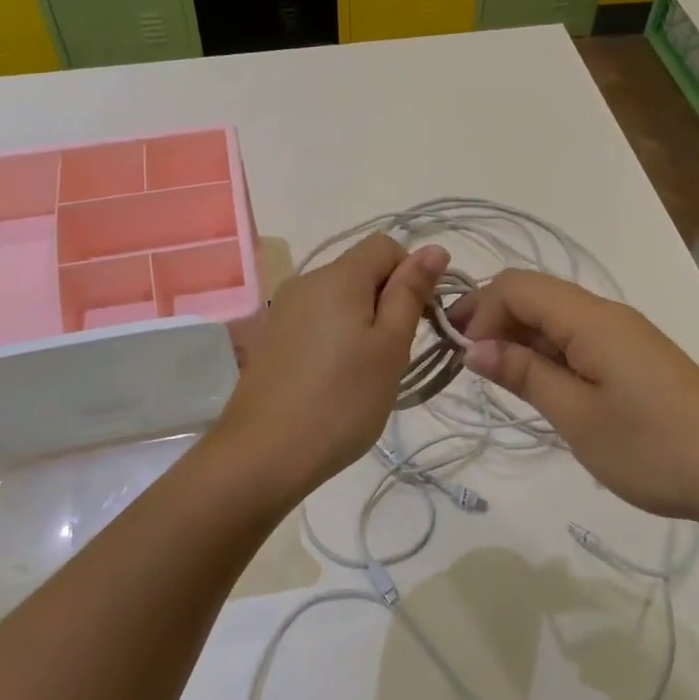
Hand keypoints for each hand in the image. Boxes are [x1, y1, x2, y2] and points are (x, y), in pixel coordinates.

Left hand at [214, 235, 448, 500]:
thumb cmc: (341, 400)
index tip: (420, 320)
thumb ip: (410, 292)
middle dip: (389, 301)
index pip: (386, 246)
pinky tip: (337, 379)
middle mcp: (306, 280)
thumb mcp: (390, 346)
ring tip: (367, 371)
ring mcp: (285, 309)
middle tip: (395, 354)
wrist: (264, 454)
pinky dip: (338, 337)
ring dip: (365, 322)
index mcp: (338, 276)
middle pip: (361, 270)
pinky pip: (318, 320)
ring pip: (341, 298)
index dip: (412, 274)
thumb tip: (434, 249)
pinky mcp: (273, 337)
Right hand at [450, 270, 698, 524]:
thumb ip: (524, 374)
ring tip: (498, 380)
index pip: (516, 286)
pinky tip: (540, 386)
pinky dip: (547, 353)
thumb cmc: (652, 447)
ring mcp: (623, 335)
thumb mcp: (576, 416)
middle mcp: (605, 314)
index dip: (480, 311)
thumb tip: (473, 347)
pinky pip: (577, 339)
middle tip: (467, 367)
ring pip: (555, 317)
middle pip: (534, 295)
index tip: (463, 358)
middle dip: (492, 321)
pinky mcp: (633, 357)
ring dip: (519, 338)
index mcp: (590, 319)